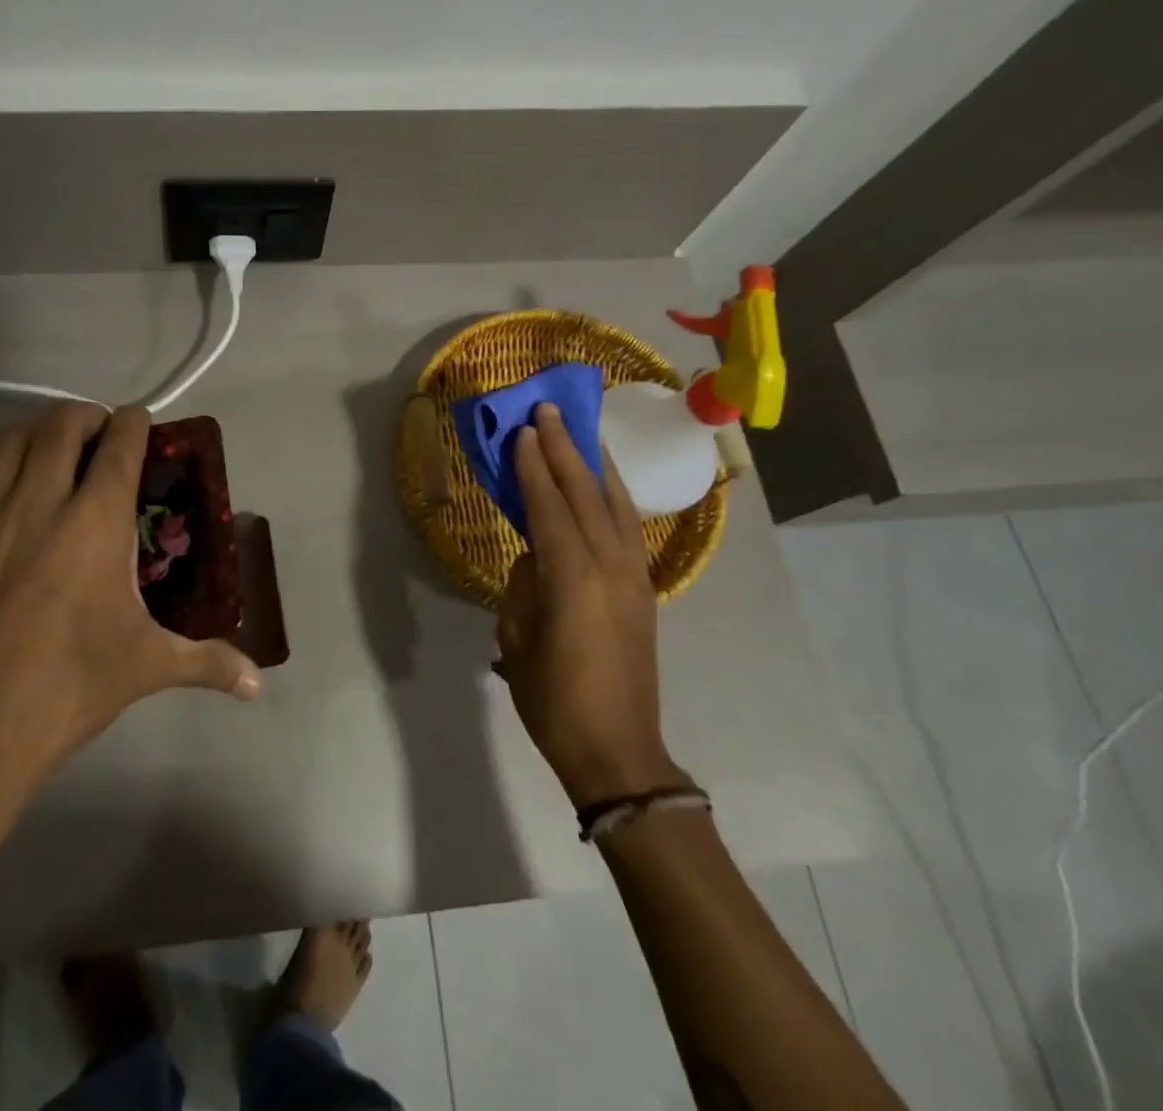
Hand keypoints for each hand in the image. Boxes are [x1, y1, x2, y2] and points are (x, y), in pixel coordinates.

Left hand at [0, 403, 260, 815]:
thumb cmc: (68, 688)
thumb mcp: (146, 667)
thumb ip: (208, 662)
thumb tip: (257, 682)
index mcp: (95, 522)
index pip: (118, 444)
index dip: (134, 423)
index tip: (143, 422)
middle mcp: (40, 502)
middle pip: (61, 423)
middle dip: (88, 416)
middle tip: (105, 438)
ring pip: (12, 438)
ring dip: (41, 429)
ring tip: (60, 452)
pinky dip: (7, 465)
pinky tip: (21, 500)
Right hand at [494, 402, 685, 807]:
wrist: (619, 751)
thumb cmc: (553, 701)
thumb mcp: (517, 641)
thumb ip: (524, 586)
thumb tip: (535, 556)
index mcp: (572, 578)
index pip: (549, 506)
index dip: (534, 466)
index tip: (524, 430)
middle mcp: (609, 566)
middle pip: (585, 494)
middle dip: (565, 449)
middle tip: (549, 410)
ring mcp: (634, 576)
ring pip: (616, 504)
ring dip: (595, 464)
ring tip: (582, 430)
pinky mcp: (644, 589)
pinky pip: (631, 527)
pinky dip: (616, 495)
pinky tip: (606, 483)